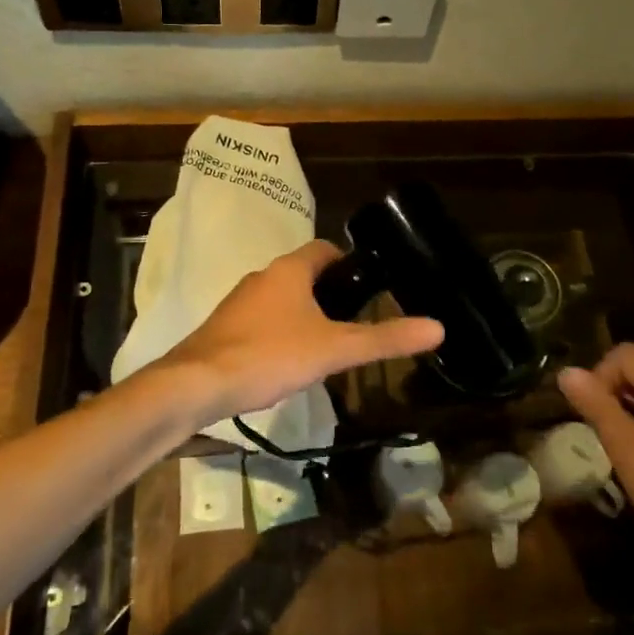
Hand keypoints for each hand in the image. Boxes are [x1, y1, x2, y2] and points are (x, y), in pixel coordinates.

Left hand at [156, 241, 444, 426]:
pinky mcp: (222, 330)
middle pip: (302, 275)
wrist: (196, 385)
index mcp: (288, 271)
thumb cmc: (269, 355)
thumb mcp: (334, 348)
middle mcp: (261, 278)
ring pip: (280, 299)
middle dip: (328, 293)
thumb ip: (384, 338)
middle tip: (354, 322)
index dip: (348, 262)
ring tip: (326, 346)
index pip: (324, 249)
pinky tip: (287, 364)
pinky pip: (260, 322)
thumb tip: (437, 327)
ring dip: (303, 315)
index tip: (368, 286)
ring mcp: (238, 304)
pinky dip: (278, 334)